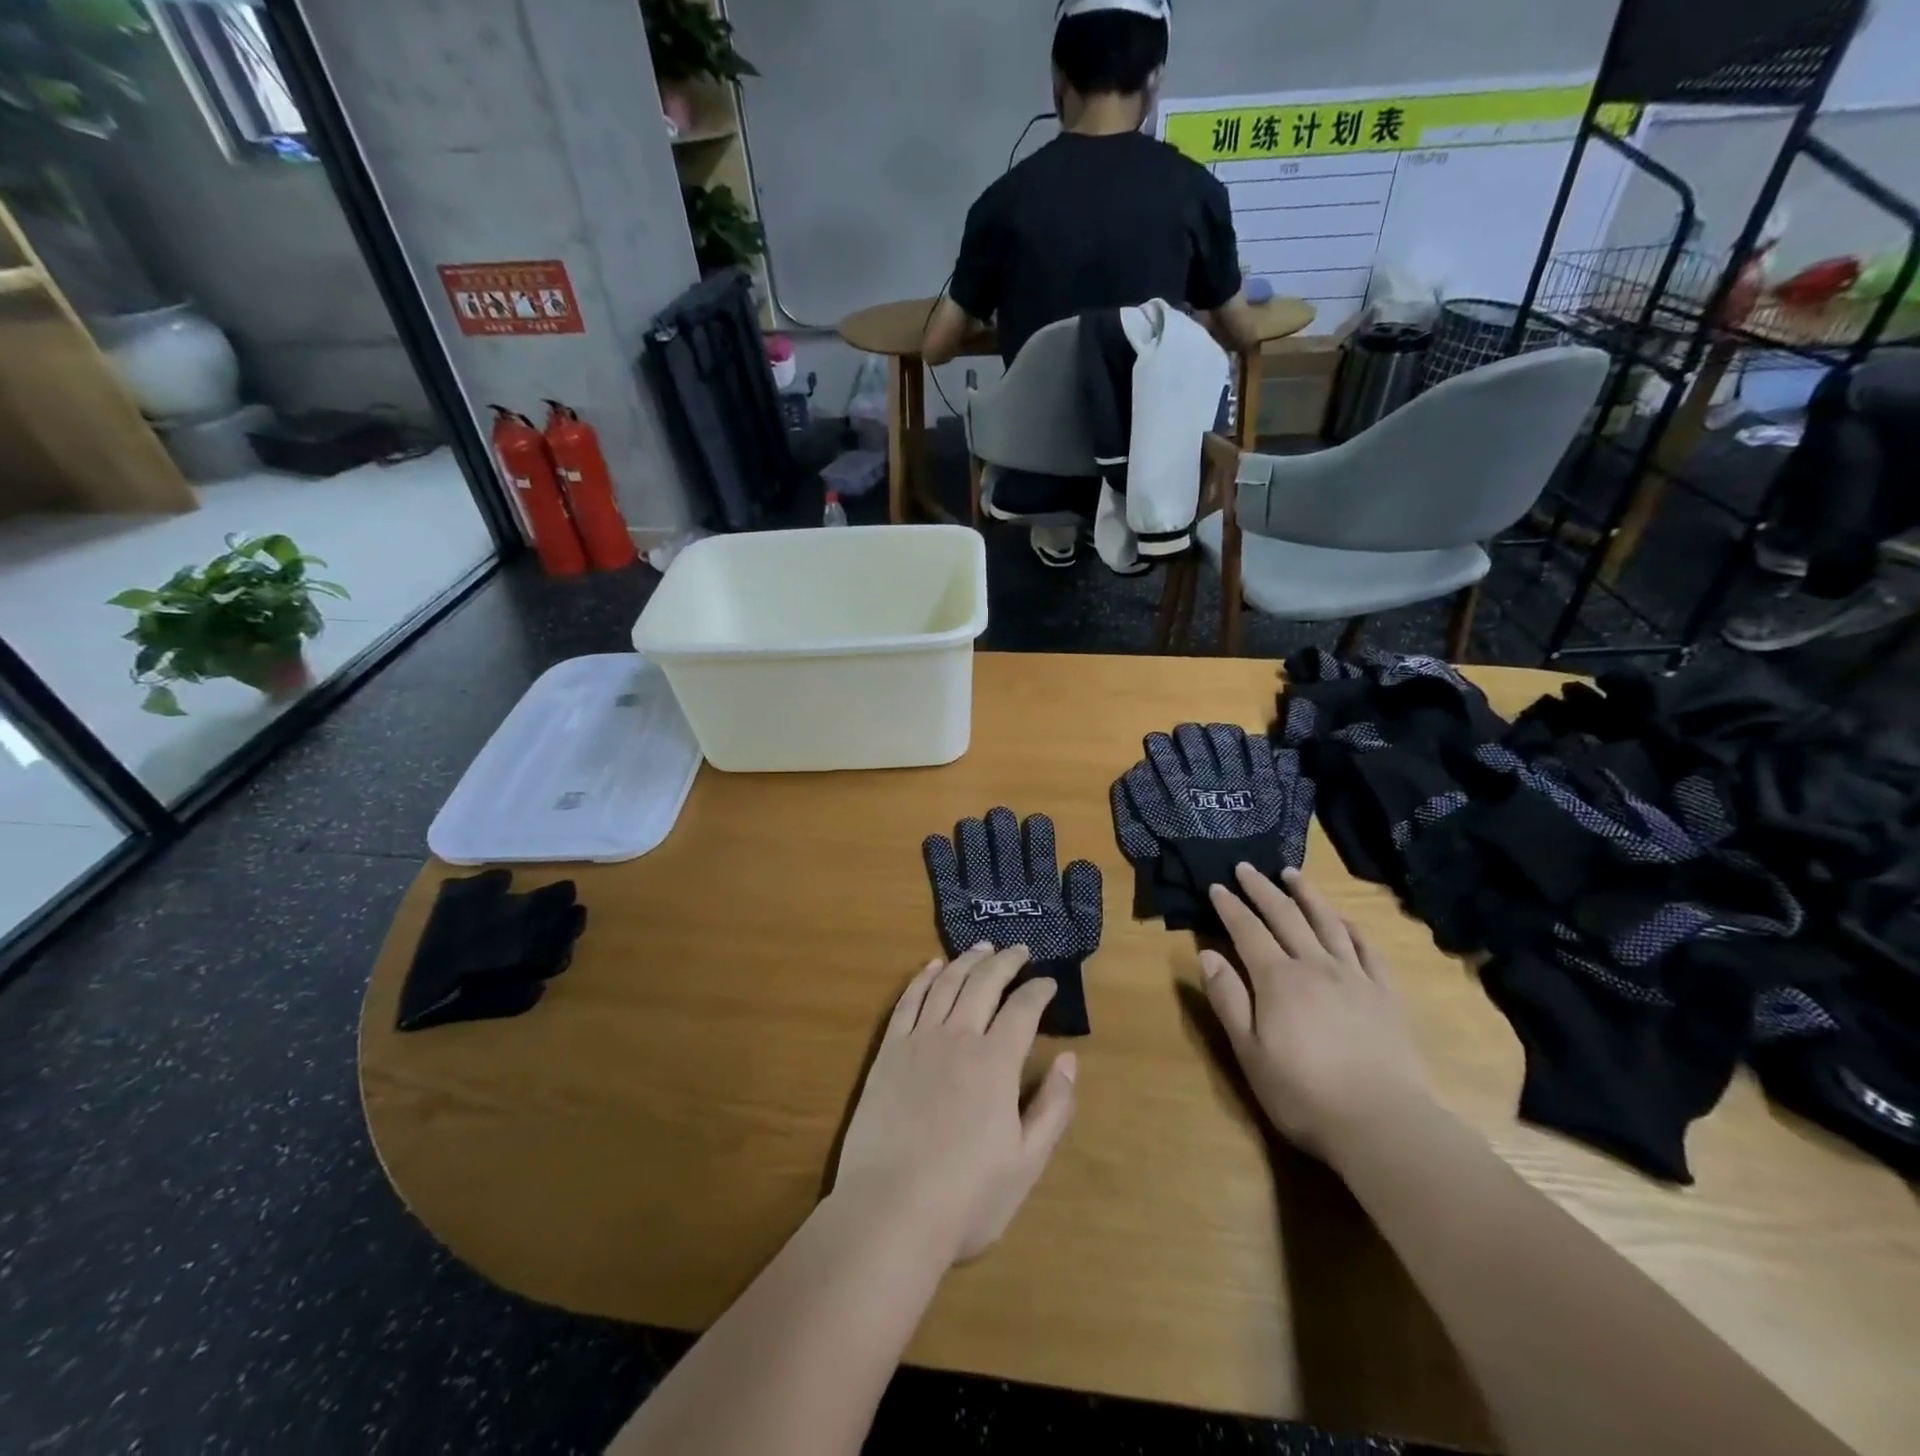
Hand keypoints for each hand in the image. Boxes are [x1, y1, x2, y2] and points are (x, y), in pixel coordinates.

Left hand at [833, 944, 1077, 1264]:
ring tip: (982, 947)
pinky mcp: (888, 1052)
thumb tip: (1068, 1060)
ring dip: (967, 960)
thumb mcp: (1027, 1163)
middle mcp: (958, 1038)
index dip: (1039, 990)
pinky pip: (908, 1001)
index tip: (1049, 982)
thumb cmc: (966, 1197)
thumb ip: (1053, 1107)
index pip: (1023, 1009)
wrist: (889, 1212)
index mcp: (996, 1063)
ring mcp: (919, 1041)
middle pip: (984, 983)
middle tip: (1020, 949)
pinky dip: (923, 978)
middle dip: (1005, 961)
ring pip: (946, 983)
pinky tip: (932, 967)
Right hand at [1200, 866, 1432, 1160]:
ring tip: (1293, 874)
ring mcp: (1355, 978)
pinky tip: (1344, 921)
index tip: (1217, 886)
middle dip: (1262, 889)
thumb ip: (1228, 999)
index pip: (1247, 930)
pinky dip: (1351, 928)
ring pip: (1328, 923)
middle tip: (1247, 868)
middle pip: (1286, 916)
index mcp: (1278, 979)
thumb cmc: (1303, 1093)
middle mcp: (1316, 966)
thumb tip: (1208, 954)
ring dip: (1307, 895)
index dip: (1230, 906)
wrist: (1384, 1124)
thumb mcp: (1249, 1052)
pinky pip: (1367, 950)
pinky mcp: (1385, 995)